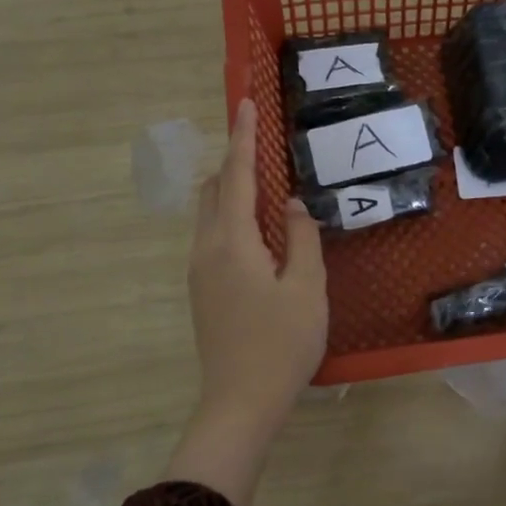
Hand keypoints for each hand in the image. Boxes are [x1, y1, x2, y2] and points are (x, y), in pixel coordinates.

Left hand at [165, 98, 326, 505]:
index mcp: (232, 242)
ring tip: (265, 185)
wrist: (240, 402)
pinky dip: (232, 216)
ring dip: (232, 190)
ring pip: (210, 214)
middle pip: (214, 190)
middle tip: (263, 146)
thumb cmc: (281, 344)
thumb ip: (301, 238)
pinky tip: (259, 231)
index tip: (246, 103)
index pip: (237, 176)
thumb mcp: (306, 288)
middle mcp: (206, 248)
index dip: (244, 138)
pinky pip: (213, 235)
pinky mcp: (202, 290)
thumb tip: (292, 206)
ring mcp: (199, 270)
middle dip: (235, 161)